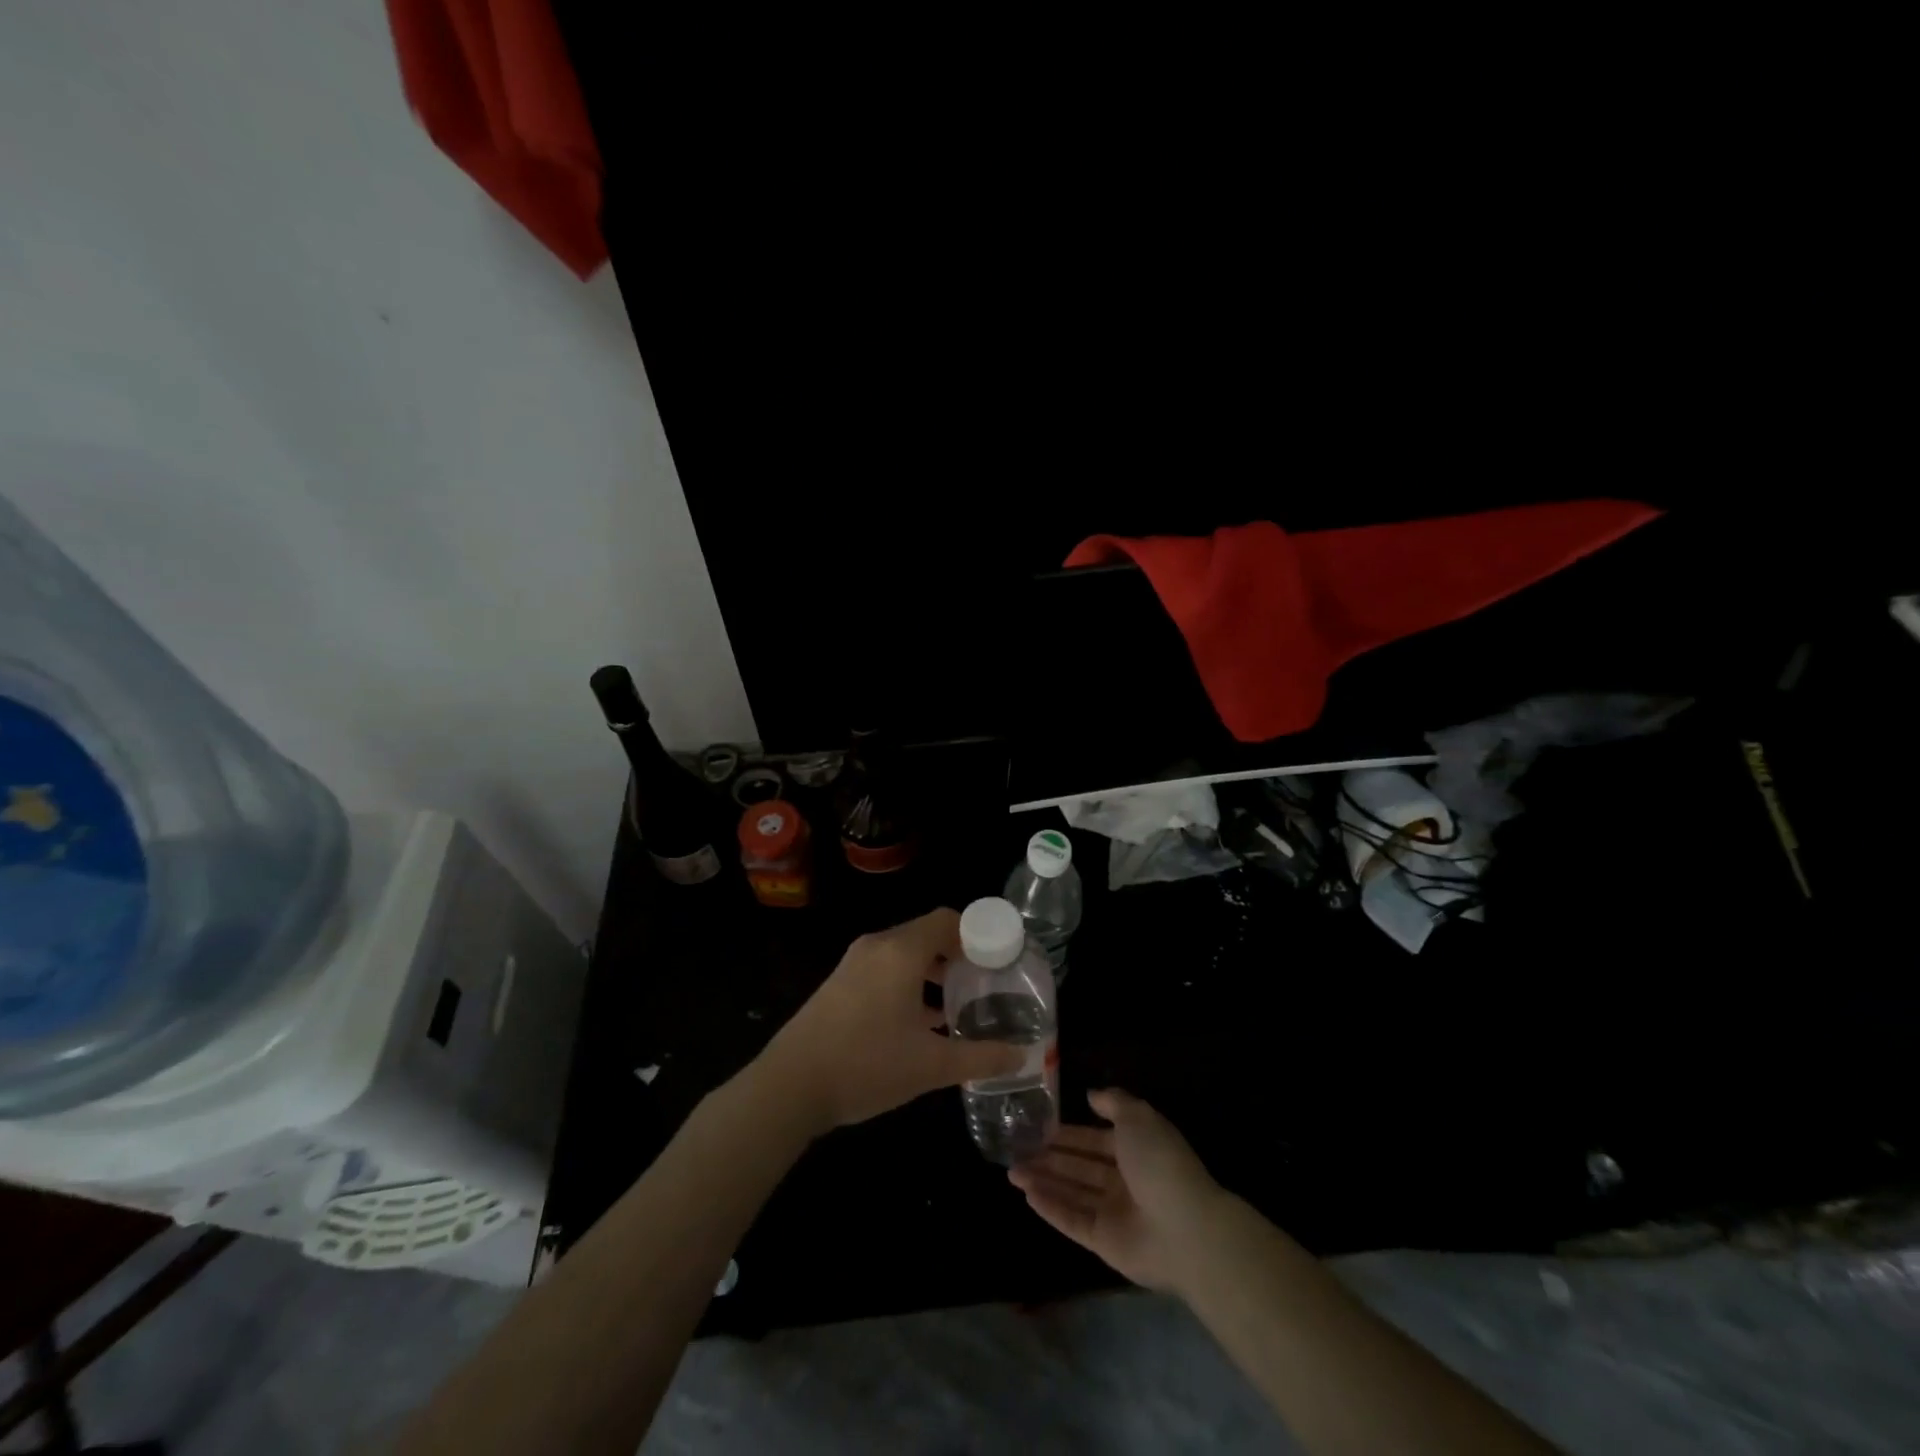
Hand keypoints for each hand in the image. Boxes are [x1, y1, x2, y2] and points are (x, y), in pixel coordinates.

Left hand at [755, 908, 1024, 1134]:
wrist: (790, 1086)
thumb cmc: (867, 1065)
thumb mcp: (931, 1066)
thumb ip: (980, 1057)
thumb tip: (1021, 1057)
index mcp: (901, 952)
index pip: (947, 920)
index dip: (977, 933)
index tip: (999, 958)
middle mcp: (877, 947)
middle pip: (927, 934)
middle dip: (958, 954)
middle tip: (984, 982)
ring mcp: (854, 964)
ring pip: (904, 953)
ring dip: (932, 971)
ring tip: (958, 1003)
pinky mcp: (839, 984)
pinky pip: (884, 969)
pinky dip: (908, 982)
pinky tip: (921, 1021)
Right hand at [1009, 1088, 1228, 1293]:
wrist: (1185, 1228)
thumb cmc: (1160, 1162)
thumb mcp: (1138, 1117)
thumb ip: (1113, 1102)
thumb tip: (1091, 1095)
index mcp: (1135, 1150)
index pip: (1094, 1139)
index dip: (1068, 1134)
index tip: (1039, 1126)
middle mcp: (1123, 1181)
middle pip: (1080, 1167)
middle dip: (1050, 1157)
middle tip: (1017, 1149)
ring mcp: (1113, 1213)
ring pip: (1071, 1193)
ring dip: (1043, 1181)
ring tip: (1012, 1171)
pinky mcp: (1104, 1242)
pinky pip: (1072, 1221)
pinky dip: (1050, 1207)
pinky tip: (1027, 1194)